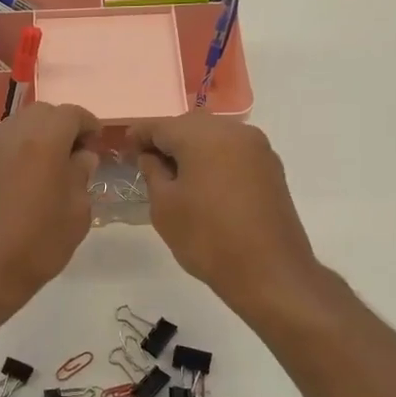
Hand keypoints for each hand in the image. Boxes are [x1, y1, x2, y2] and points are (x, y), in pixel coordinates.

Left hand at [0, 103, 100, 316]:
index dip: (89, 125)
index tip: (98, 144)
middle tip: (77, 155)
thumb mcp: (77, 212)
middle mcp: (12, 134)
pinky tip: (27, 180)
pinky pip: (3, 145)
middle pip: (43, 113)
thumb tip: (81, 157)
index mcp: (43, 139)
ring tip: (52, 168)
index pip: (72, 114)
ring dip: (39, 137)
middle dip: (63, 126)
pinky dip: (19, 150)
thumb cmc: (37, 242)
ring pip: (19, 126)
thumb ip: (82, 175)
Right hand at [131, 113, 320, 314]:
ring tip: (175, 174)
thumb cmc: (207, 237)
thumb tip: (151, 156)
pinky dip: (215, 159)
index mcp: (203, 136)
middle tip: (148, 161)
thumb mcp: (165, 207)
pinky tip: (204, 181)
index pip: (161, 125)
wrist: (269, 271)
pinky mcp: (271, 168)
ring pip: (215, 136)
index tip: (124, 146)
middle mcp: (234, 131)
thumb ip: (153, 173)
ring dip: (193, 148)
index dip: (139, 134)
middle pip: (190, 125)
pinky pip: (233, 152)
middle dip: (168, 139)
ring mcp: (257, 148)